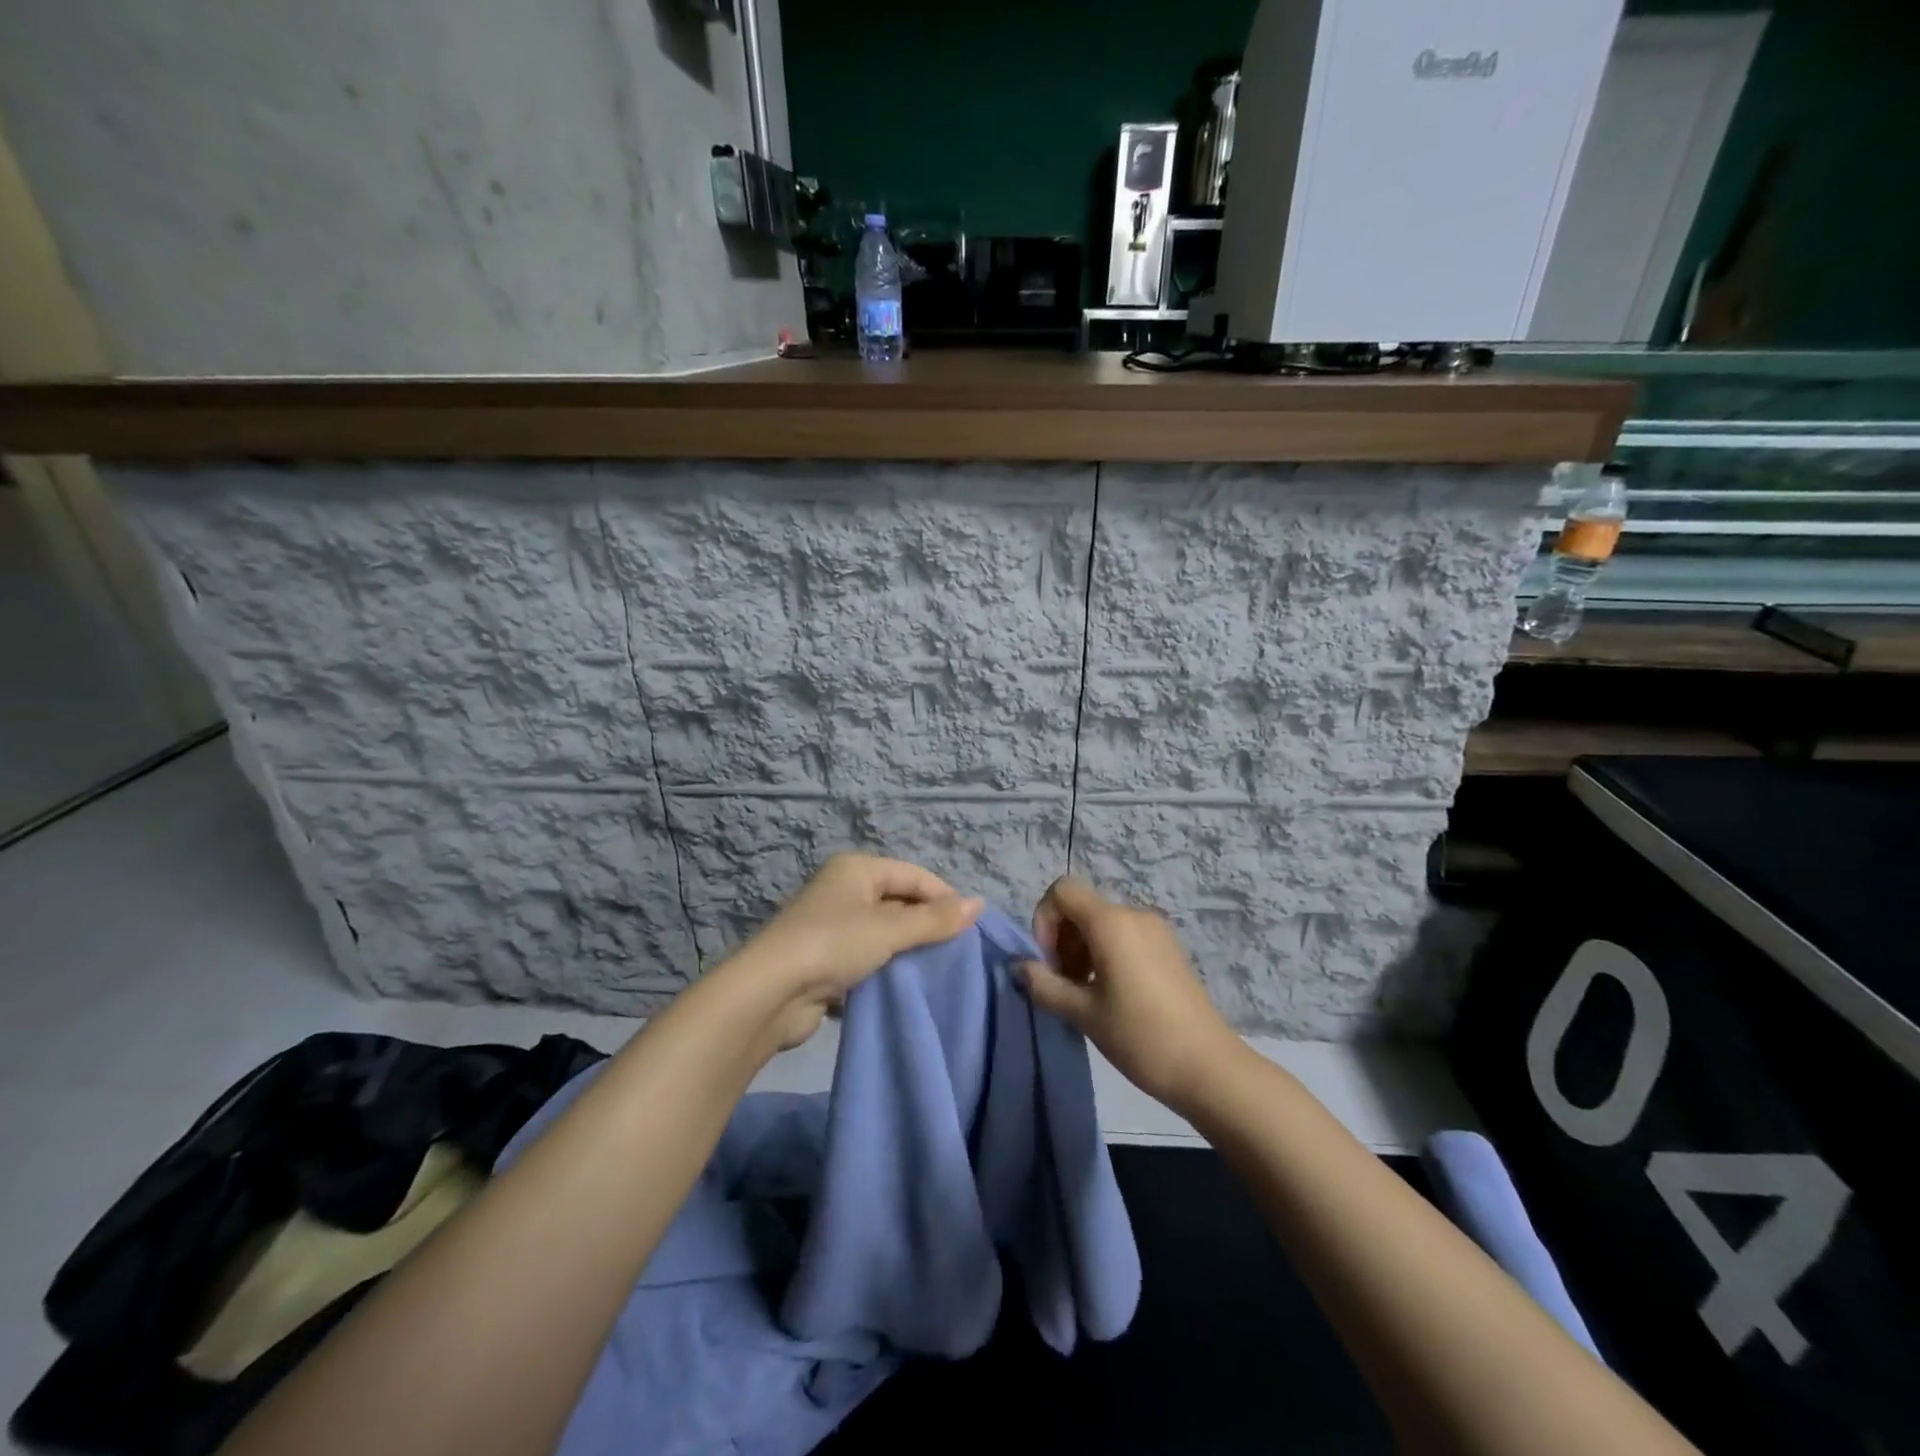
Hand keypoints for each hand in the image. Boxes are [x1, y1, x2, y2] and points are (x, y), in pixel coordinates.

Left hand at [726, 853, 982, 1051]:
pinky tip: (905, 985)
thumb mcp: (889, 930)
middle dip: (926, 924)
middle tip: (957, 951)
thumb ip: (935, 919)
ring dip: (906, 950)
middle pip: (899, 901)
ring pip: (884, 932)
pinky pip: (867, 957)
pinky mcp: (825, 959)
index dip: (944, 897)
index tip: (971, 927)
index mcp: (857, 869)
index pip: (914, 875)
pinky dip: (885, 968)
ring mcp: (832, 925)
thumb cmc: (834, 945)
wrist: (770, 993)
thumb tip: (979, 904)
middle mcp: (844, 890)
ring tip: (938, 970)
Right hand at [1018, 877, 1239, 1113]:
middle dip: (1062, 939)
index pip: (1062, 891)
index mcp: (1111, 922)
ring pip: (1102, 923)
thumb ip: (1045, 985)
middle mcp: (1134, 915)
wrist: (1209, 1068)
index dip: (1044, 920)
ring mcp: (1156, 930)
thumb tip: (1018, 967)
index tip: (1049, 963)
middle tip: (1064, 984)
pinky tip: (1111, 994)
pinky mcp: (1168, 948)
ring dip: (1082, 949)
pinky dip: (1106, 954)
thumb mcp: (1083, 1013)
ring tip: (1085, 994)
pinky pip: (1124, 935)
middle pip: (1082, 907)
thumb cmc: (1140, 1036)